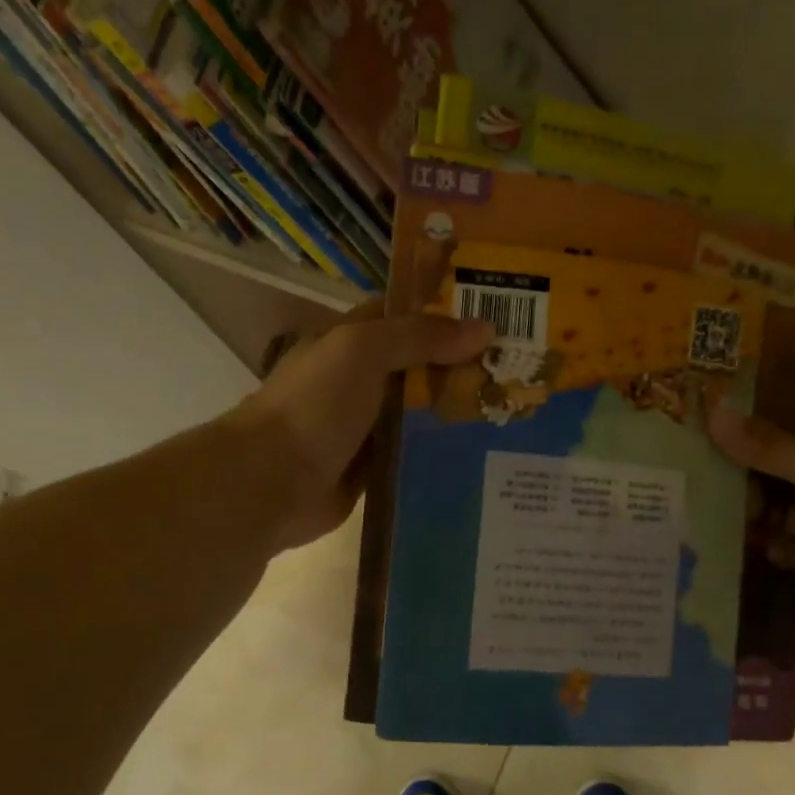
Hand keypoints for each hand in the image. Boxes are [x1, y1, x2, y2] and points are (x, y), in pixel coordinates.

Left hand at [237, 301, 493, 547]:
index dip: (445, 310)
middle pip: (419, 368)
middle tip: (522, 368)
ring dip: (457, 414)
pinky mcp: (372, 471)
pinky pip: (414, 457)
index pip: (404, 317)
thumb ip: (420, 336)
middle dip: (463, 366)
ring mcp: (365, 429)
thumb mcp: (363, 351)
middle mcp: (359, 383)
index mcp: (350, 343)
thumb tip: (486, 328)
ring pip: (420, 415)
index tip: (499, 312)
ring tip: (514, 412)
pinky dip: (441, 455)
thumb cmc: (314, 405)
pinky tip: (483, 455)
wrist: (273, 483)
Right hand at [708, 404, 794, 620]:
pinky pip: (785, 572)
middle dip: (744, 511)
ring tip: (757, 546)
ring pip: (772, 538)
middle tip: (722, 519)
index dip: (736, 468)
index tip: (703, 477)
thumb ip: (766, 448)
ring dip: (759, 542)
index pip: (766, 462)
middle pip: (765, 504)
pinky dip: (771, 570)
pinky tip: (759, 570)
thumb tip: (712, 411)